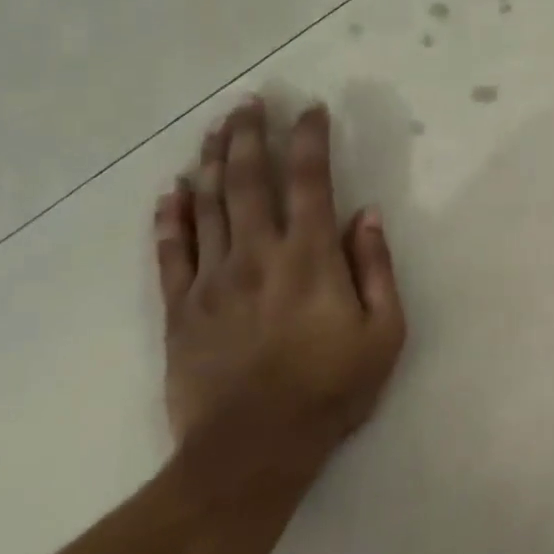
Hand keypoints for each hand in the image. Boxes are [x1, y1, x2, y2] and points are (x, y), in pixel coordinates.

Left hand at [155, 97, 405, 492]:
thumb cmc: (331, 390)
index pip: (310, 180)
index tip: (311, 108)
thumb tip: (367, 214)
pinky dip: (170, 216)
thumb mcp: (384, 332)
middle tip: (250, 100)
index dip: (309, 138)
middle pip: (250, 179)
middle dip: (251, 134)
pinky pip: (170, 252)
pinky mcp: (180, 308)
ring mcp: (212, 279)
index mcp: (310, 257)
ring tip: (216, 127)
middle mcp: (258, 254)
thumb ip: (376, 268)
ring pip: (209, 204)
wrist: (251, 452)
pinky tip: (171, 190)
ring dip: (213, 160)